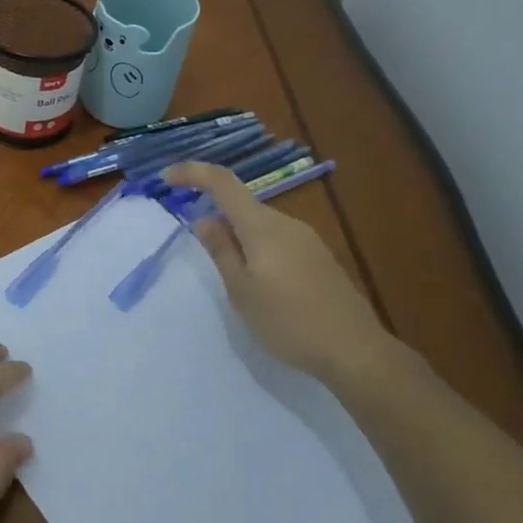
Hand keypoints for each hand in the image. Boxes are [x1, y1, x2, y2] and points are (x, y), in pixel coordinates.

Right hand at [165, 162, 396, 389]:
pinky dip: (259, 250)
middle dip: (216, 216)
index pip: (222, 182)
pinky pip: (278, 241)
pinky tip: (263, 286)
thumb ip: (221, 251)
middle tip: (201, 251)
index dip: (193, 173)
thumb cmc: (289, 321)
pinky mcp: (319, 258)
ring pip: (261, 225)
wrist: (356, 350)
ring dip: (239, 238)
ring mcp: (307, 239)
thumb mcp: (241, 291)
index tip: (166, 179)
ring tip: (234, 280)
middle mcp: (286, 223)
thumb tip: (203, 219)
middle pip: (242, 205)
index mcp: (262, 226)